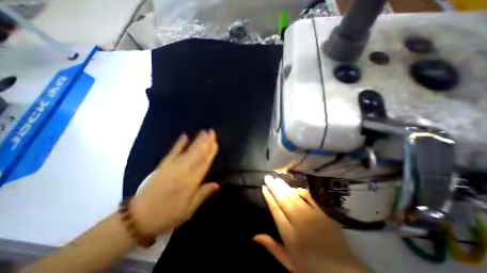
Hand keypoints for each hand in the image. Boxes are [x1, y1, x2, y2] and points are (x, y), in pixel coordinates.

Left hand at [131, 130, 218, 236]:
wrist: (137, 219)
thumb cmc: (167, 216)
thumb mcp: (188, 211)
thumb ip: (203, 195)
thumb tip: (217, 184)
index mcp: (190, 183)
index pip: (204, 164)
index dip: (210, 152)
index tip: (215, 142)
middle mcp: (183, 172)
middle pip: (197, 154)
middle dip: (205, 142)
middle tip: (212, 132)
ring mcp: (171, 167)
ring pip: (188, 151)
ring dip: (197, 141)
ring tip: (203, 132)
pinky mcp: (162, 166)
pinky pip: (172, 152)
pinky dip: (179, 143)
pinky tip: (184, 136)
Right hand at [253, 175, 371, 272]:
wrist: (341, 271)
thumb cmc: (310, 266)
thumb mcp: (288, 261)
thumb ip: (271, 246)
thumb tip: (254, 236)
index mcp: (289, 234)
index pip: (275, 210)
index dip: (268, 198)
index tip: (263, 187)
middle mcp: (299, 222)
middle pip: (283, 200)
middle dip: (274, 187)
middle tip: (267, 177)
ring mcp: (312, 216)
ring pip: (294, 197)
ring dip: (284, 186)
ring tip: (277, 179)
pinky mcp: (323, 213)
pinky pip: (310, 197)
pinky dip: (301, 191)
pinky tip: (294, 187)